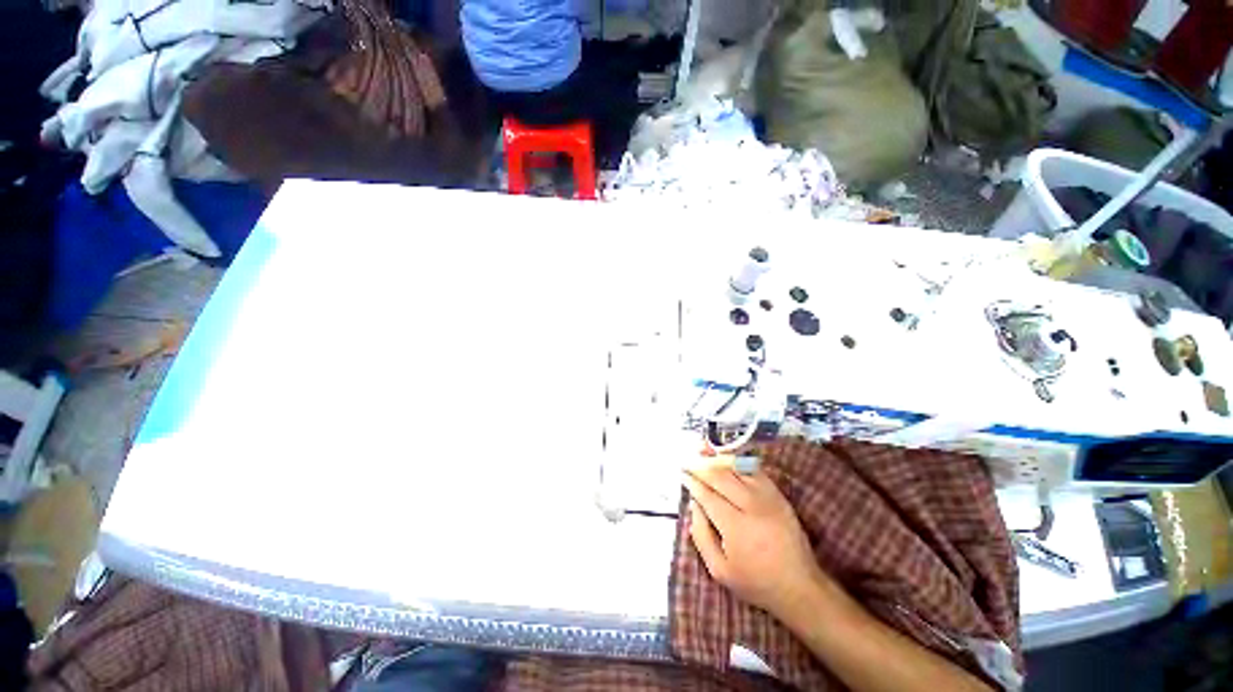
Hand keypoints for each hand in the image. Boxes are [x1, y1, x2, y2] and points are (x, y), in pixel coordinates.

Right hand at [684, 468, 826, 617]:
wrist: (799, 586)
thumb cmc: (755, 581)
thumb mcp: (719, 570)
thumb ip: (701, 535)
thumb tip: (693, 505)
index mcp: (734, 526)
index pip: (707, 494)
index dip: (692, 482)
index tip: (682, 474)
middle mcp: (751, 505)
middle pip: (720, 476)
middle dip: (701, 466)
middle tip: (688, 462)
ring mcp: (767, 497)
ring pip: (737, 469)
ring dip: (717, 459)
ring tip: (702, 453)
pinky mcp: (778, 494)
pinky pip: (754, 470)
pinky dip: (738, 462)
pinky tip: (727, 460)